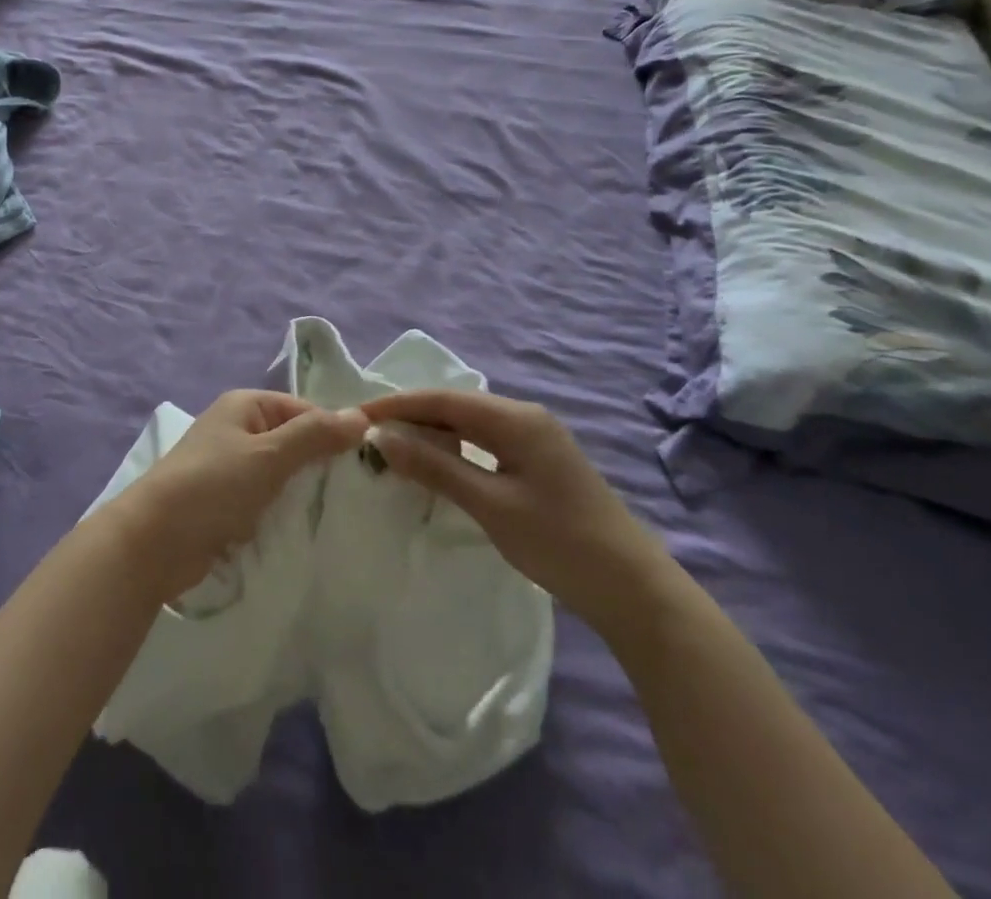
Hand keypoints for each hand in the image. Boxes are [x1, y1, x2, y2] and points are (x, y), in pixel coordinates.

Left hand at [115, 391, 366, 601]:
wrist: (153, 542)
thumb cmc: (212, 487)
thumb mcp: (268, 456)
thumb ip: (315, 435)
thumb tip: (361, 416)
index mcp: (246, 405)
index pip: (305, 410)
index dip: (334, 433)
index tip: (367, 464)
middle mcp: (238, 429)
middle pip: (294, 441)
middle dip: (321, 465)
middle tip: (360, 493)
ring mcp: (230, 467)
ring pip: (282, 474)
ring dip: (303, 492)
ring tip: (341, 514)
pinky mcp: (225, 503)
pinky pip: (266, 499)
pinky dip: (283, 511)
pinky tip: (308, 529)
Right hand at [362, 390, 674, 636]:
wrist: (635, 590)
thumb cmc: (560, 543)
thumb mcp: (490, 504)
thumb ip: (435, 466)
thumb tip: (381, 437)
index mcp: (515, 418)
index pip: (442, 399)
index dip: (396, 405)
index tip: (355, 415)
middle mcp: (525, 416)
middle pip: (455, 406)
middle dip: (411, 417)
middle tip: (368, 435)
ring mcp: (536, 438)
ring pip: (470, 423)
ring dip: (432, 433)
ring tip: (394, 450)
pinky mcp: (540, 461)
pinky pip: (485, 441)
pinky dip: (455, 448)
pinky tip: (437, 465)